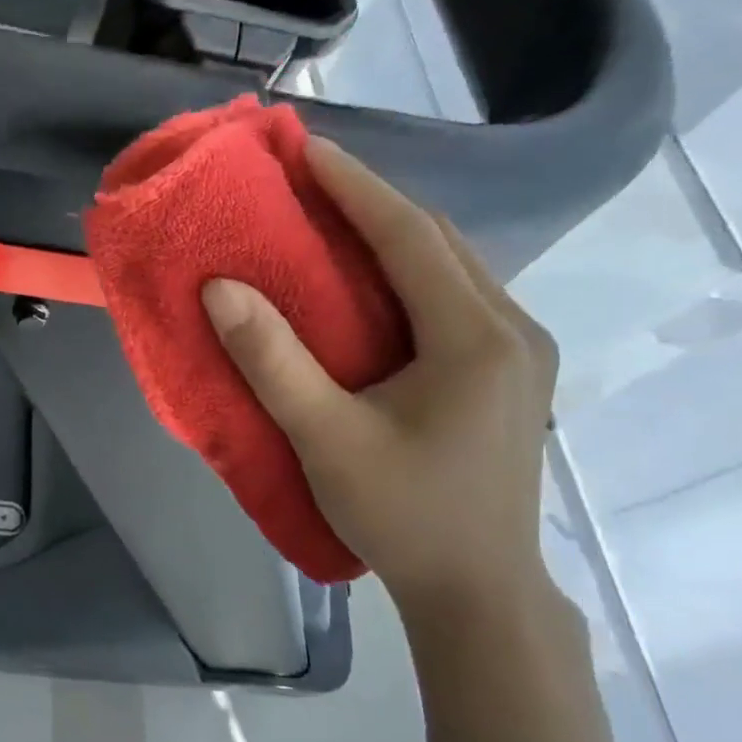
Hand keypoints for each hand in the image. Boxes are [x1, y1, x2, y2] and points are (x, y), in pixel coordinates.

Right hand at [202, 138, 558, 624]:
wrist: (479, 592)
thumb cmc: (402, 516)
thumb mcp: (325, 438)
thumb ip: (272, 360)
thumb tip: (220, 288)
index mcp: (474, 338)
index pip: (410, 236)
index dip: (355, 186)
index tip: (306, 148)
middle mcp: (511, 330)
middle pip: (440, 241)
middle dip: (375, 201)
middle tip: (313, 178)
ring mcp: (521, 352)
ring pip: (454, 267)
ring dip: (396, 234)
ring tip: (336, 217)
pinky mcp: (512, 374)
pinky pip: (457, 297)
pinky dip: (412, 271)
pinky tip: (377, 281)